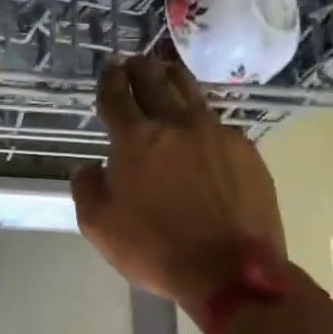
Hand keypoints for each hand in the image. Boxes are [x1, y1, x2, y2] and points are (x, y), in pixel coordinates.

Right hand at [72, 55, 285, 323]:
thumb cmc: (154, 247)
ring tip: (167, 74)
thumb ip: (87, 188)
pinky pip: (217, 123)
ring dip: (174, 79)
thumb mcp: (99, 225)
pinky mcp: (246, 151)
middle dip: (140, 69)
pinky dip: (200, 118)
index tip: (108, 71)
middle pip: (156, 82)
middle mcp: (176, 125)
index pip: (116, 95)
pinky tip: (199, 129)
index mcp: (135, 139)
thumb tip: (88, 168)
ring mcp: (216, 134)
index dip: (109, 80)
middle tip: (134, 63)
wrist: (230, 270)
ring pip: (192, 93)